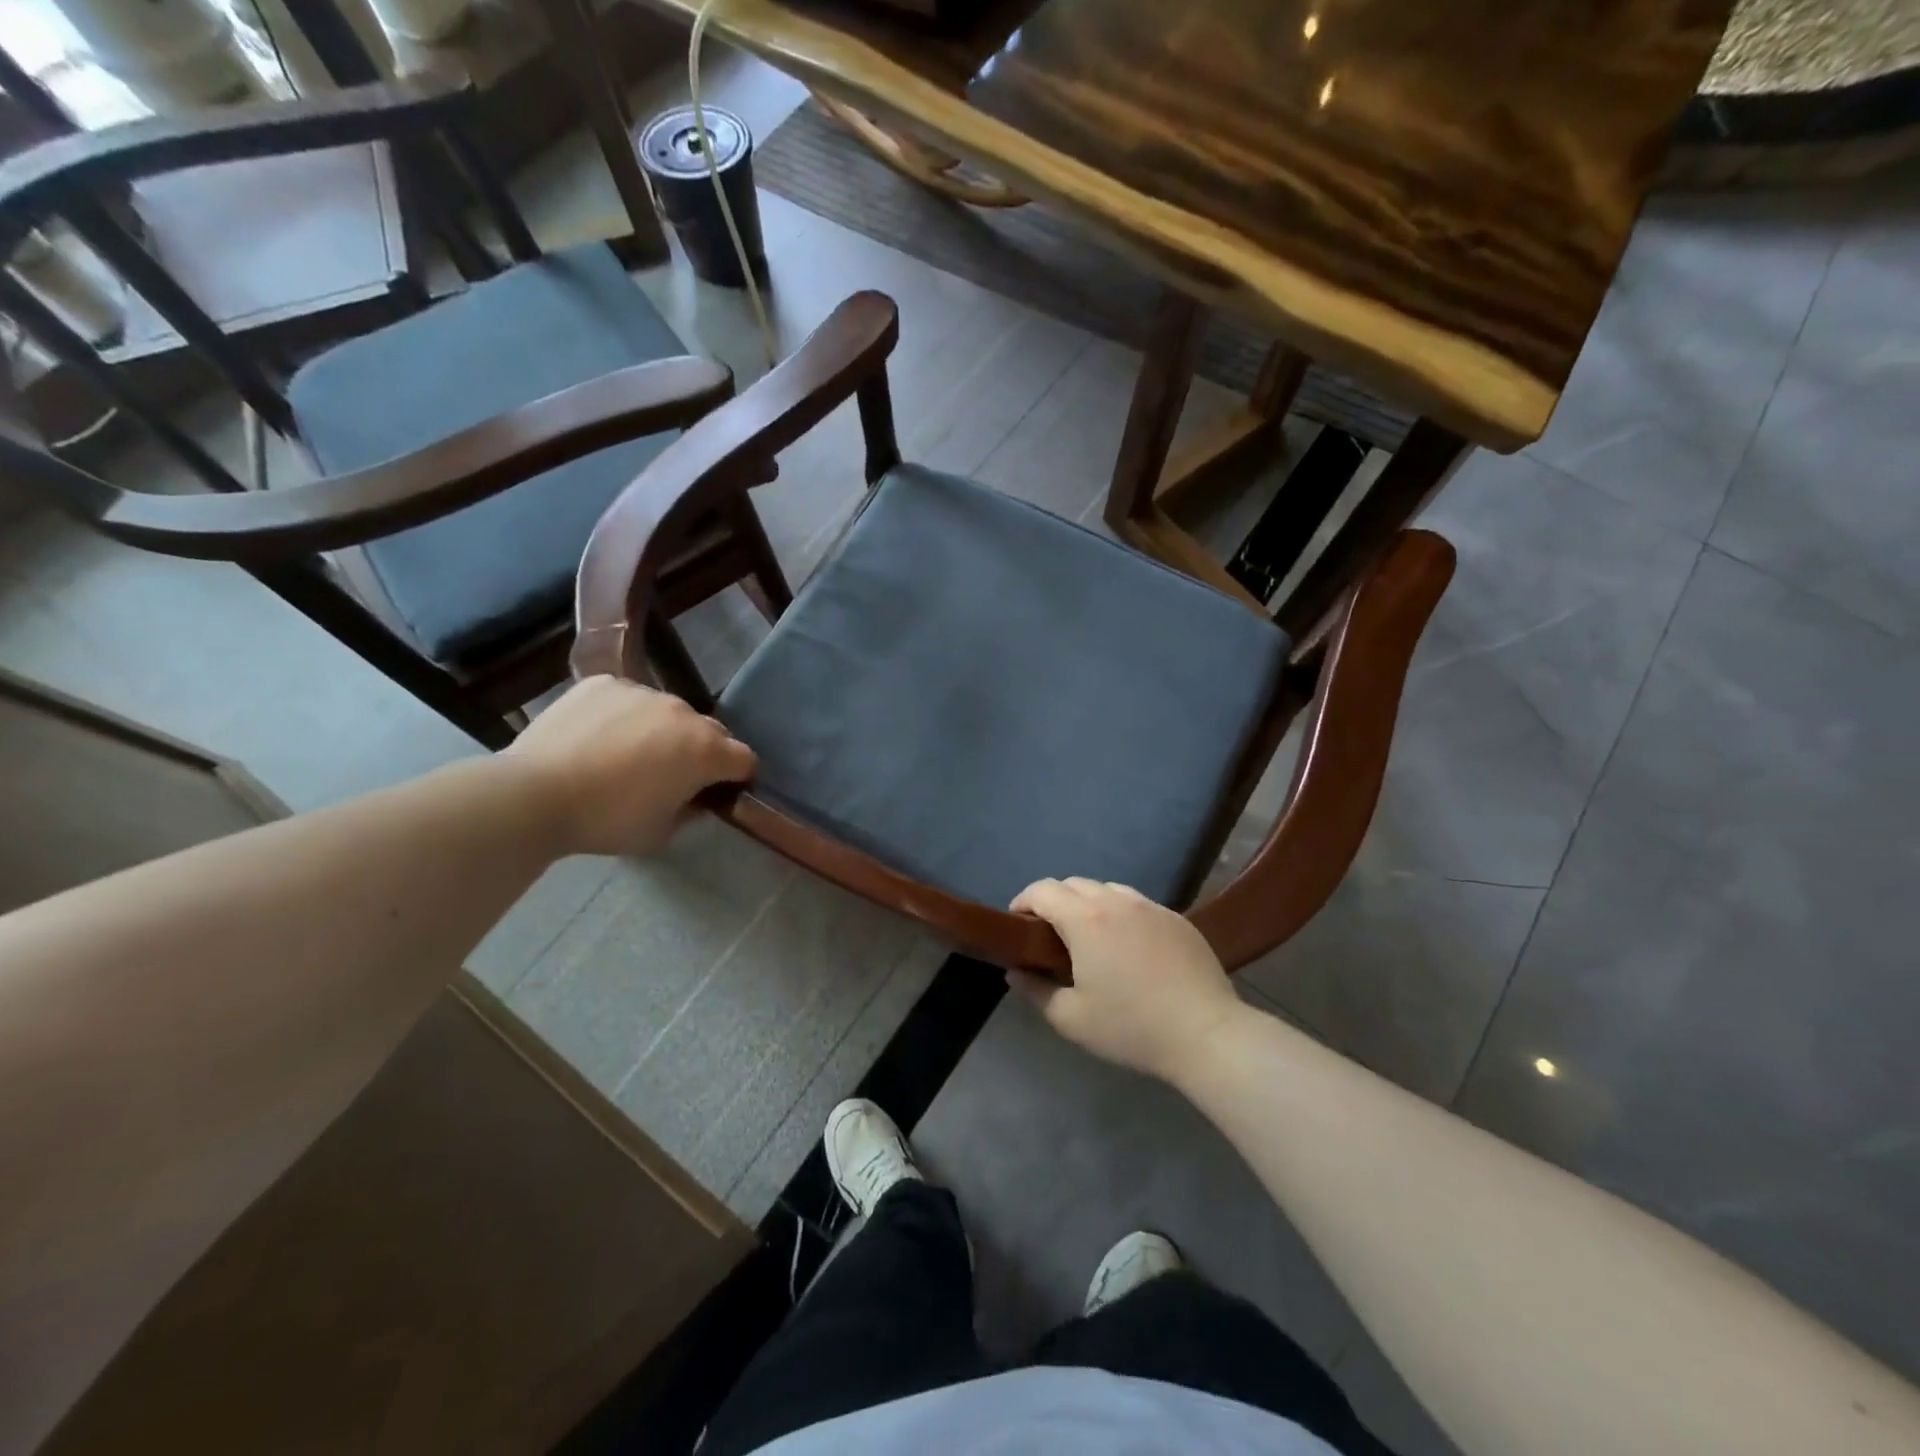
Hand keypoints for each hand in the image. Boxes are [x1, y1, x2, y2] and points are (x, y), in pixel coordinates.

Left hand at [504, 676, 754, 856]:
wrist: (534, 794)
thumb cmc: (607, 820)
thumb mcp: (661, 832)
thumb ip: (691, 810)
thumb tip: (696, 798)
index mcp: (705, 751)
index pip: (744, 759)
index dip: (737, 777)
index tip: (718, 792)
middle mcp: (682, 712)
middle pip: (710, 730)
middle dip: (701, 751)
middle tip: (671, 775)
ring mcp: (642, 692)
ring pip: (667, 712)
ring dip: (662, 731)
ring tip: (626, 754)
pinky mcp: (604, 683)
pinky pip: (628, 698)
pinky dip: (624, 715)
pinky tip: (598, 737)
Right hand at [1008, 878, 1241, 1082]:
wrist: (1206, 1034)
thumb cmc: (1131, 1027)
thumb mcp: (1071, 1019)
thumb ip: (1035, 991)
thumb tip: (1014, 972)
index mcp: (1085, 919)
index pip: (1043, 890)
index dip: (1023, 901)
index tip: (1017, 924)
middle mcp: (1116, 901)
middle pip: (1074, 884)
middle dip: (1054, 901)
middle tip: (1049, 935)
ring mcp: (1151, 907)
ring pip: (1108, 890)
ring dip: (1088, 904)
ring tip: (1089, 937)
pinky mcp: (1177, 919)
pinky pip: (1138, 904)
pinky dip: (1121, 914)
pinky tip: (1128, 947)